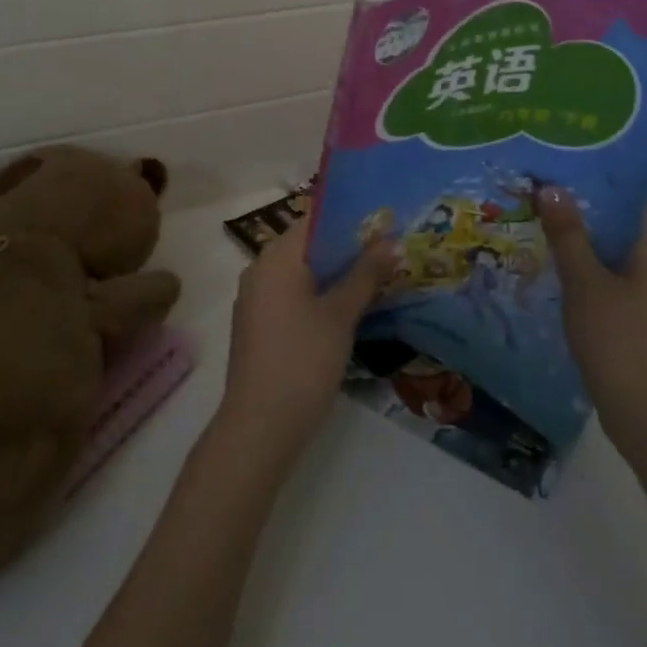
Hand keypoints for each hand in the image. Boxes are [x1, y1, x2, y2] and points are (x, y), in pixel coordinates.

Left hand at [216, 217, 398, 462]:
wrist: (260, 426)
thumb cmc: (303, 360)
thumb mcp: (340, 315)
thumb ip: (365, 274)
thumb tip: (391, 241)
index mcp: (277, 257)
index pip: (315, 220)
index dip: (350, 220)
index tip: (383, 224)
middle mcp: (260, 268)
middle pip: (308, 245)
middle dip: (347, 248)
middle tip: (387, 251)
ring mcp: (255, 298)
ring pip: (301, 272)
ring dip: (334, 273)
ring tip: (375, 277)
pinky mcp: (257, 324)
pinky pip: (291, 294)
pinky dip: (317, 294)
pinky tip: (346, 308)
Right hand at [537, 188, 646, 440]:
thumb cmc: (619, 342)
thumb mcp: (585, 283)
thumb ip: (568, 234)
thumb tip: (551, 186)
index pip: (626, 197)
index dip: (593, 177)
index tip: (556, 162)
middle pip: (614, 224)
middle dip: (576, 207)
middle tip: (533, 189)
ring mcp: (646, 295)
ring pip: (607, 254)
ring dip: (575, 239)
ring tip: (533, 221)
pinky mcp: (634, 319)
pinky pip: (604, 280)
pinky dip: (580, 269)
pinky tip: (549, 269)